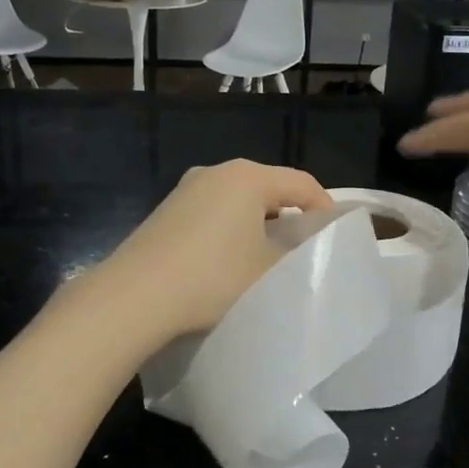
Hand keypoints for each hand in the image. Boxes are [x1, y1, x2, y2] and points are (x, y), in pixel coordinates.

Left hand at [92, 160, 333, 342]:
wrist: (135, 296)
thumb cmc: (213, 277)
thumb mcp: (269, 270)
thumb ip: (296, 252)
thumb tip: (302, 245)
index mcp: (248, 176)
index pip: (301, 183)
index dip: (324, 208)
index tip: (333, 237)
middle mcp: (215, 172)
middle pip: (268, 187)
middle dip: (289, 215)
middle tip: (302, 248)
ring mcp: (185, 189)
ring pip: (237, 200)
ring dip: (256, 223)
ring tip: (266, 257)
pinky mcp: (165, 210)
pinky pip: (211, 212)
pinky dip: (228, 229)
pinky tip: (227, 260)